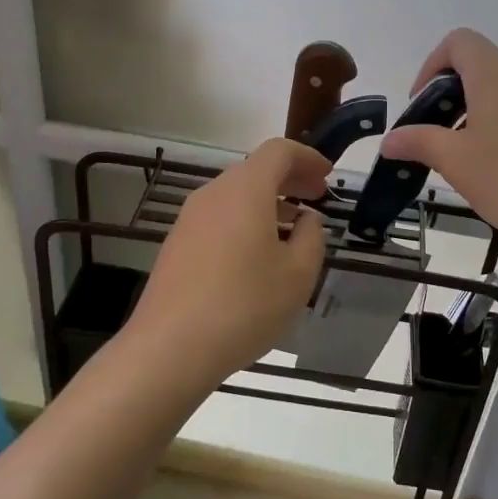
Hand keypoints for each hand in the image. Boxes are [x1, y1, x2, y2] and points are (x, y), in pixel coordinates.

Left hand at [127, 138, 331, 382]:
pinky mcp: (177, 244)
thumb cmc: (244, 306)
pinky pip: (219, 218)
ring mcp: (190, 219)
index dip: (307, 158)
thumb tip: (307, 220)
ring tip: (293, 231)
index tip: (327, 176)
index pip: (279, 151)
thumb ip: (312, 238)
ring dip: (268, 203)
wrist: (170, 348)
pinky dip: (245, 221)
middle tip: (316, 198)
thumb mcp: (298, 275)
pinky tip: (258, 256)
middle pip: (255, 170)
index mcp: (245, 189)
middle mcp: (213, 193)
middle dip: (290, 179)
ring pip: (236, 196)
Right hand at [380, 28, 497, 249]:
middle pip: (482, 68)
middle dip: (453, 98)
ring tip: (471, 161)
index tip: (422, 105)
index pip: (458, 42)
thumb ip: (420, 143)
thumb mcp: (457, 162)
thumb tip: (390, 139)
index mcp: (496, 72)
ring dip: (480, 115)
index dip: (431, 66)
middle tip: (439, 140)